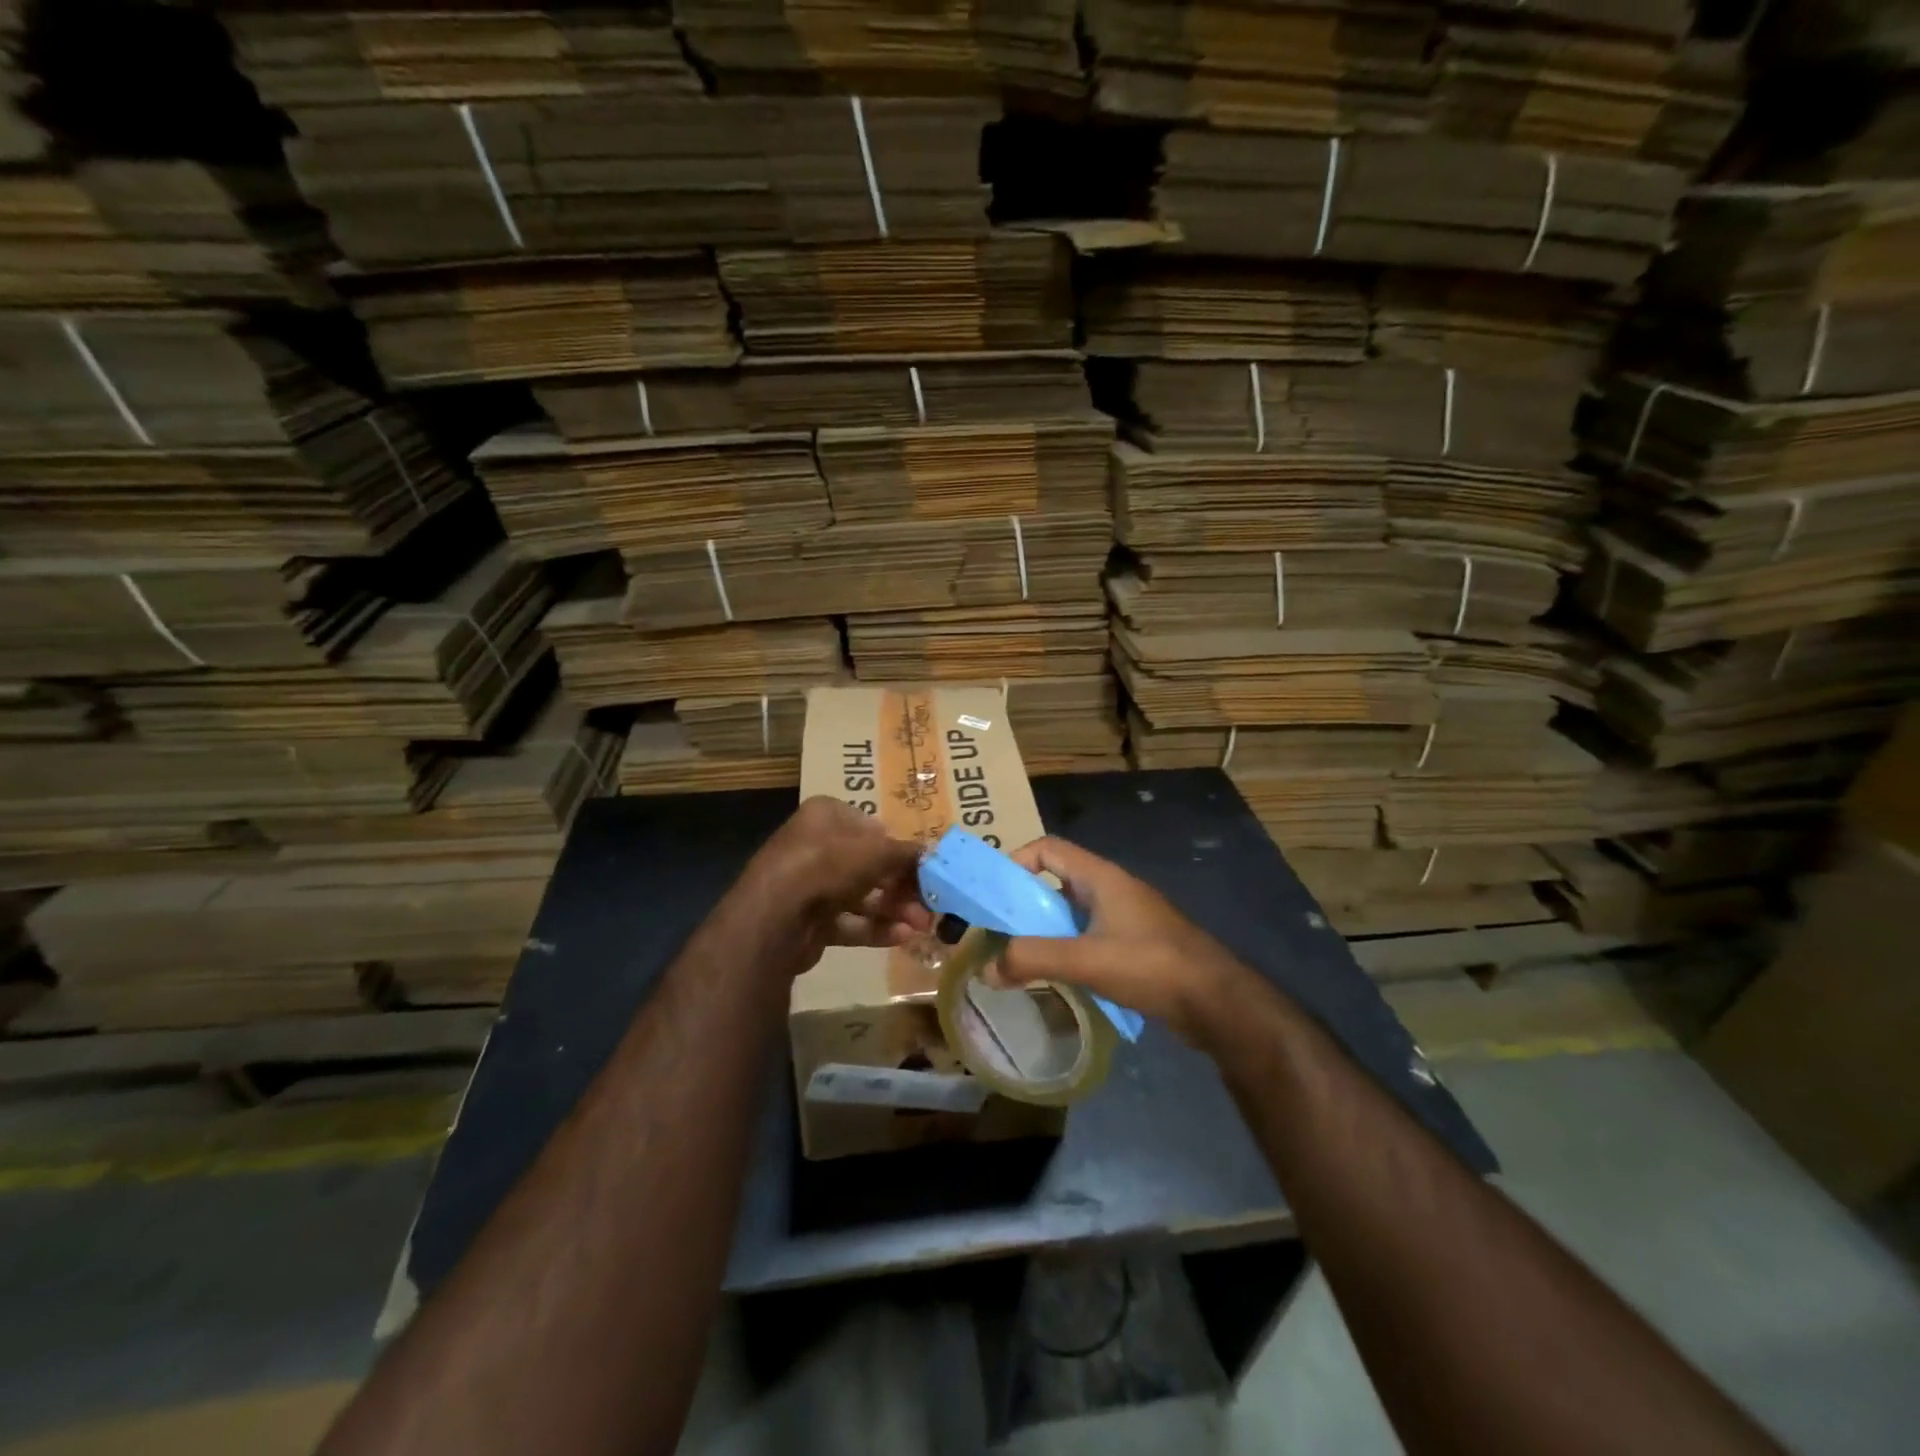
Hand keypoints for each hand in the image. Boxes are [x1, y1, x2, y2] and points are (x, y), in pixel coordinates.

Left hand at [743, 797, 933, 974]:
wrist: (775, 918)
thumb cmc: (828, 865)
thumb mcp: (877, 851)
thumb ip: (906, 852)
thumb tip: (930, 853)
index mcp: (825, 816)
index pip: (869, 825)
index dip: (896, 845)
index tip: (921, 864)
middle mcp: (814, 845)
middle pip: (867, 864)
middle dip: (901, 885)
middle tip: (928, 901)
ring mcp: (808, 885)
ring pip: (860, 895)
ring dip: (893, 909)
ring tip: (922, 925)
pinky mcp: (808, 920)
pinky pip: (848, 921)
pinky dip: (875, 928)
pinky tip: (903, 937)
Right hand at [996, 836, 1257, 1047]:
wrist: (1217, 1001)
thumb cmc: (1152, 965)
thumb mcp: (1087, 960)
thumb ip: (1033, 960)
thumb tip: (986, 968)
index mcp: (1101, 878)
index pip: (1048, 849)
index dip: (1016, 862)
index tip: (993, 895)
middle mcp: (1112, 890)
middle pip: (1056, 882)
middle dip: (1024, 904)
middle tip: (998, 933)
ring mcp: (1126, 918)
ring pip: (1072, 913)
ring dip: (1045, 931)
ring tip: (1020, 958)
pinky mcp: (1135, 945)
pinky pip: (1089, 937)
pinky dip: (1068, 949)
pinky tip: (1058, 978)